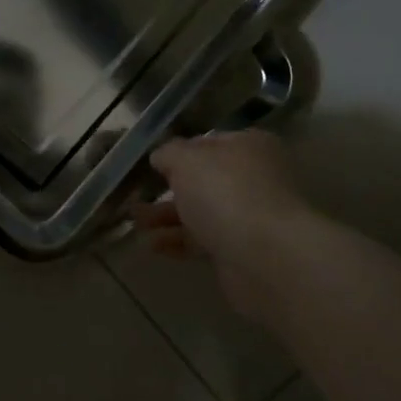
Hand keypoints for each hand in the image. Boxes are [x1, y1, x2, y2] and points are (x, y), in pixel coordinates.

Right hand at [135, 130, 311, 322]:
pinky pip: (203, 242)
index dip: (179, 152)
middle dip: (168, 190)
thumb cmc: (225, 193)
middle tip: (136, 198)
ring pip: (200, 212)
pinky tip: (152, 246)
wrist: (265, 257)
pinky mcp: (241, 251)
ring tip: (135, 223)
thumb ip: (169, 153)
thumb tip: (162, 156)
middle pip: (203, 181)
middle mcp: (254, 178)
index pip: (208, 143)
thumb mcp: (187, 160)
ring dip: (166, 218)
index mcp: (248, 147)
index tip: (151, 165)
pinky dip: (177, 242)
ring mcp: (249, 216)